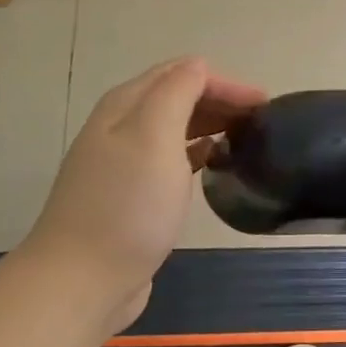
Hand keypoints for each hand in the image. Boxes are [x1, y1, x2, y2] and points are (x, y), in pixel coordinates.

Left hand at [20, 58, 266, 333]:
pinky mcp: (131, 196)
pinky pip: (170, 159)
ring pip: (175, 128)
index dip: (224, 82)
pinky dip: (196, 151)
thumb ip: (177, 92)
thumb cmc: (128, 205)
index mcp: (126, 106)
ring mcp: (123, 163)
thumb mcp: (155, 136)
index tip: (263, 105)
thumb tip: (199, 66)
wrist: (82, 280)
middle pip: (177, 96)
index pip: (181, 73)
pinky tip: (213, 163)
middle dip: (220, 100)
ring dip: (210, 123)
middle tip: (261, 120)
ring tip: (245, 137)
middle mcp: (121, 127)